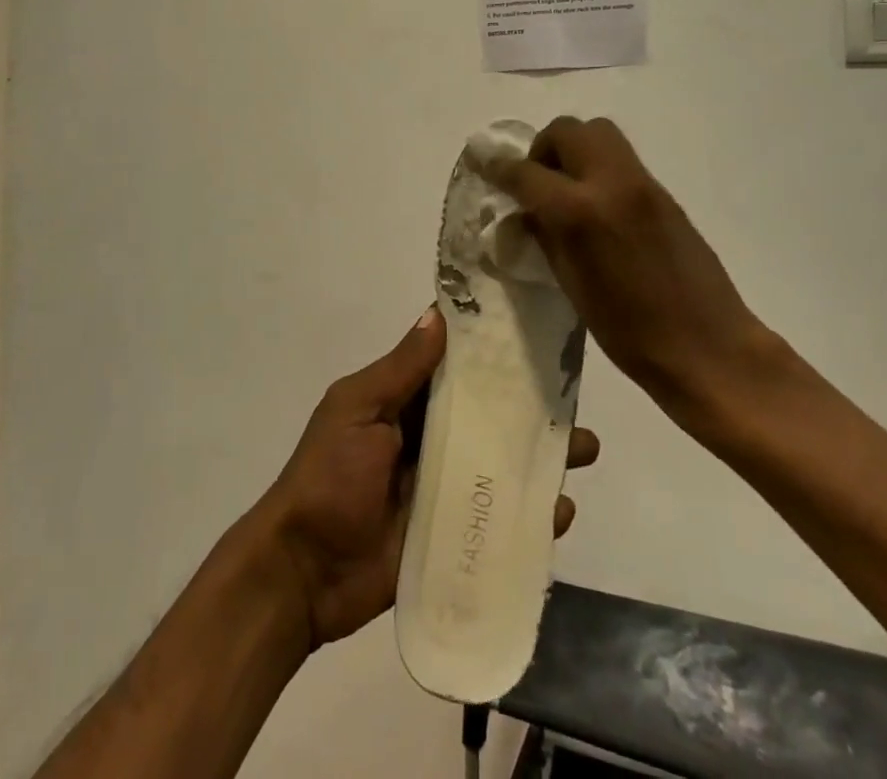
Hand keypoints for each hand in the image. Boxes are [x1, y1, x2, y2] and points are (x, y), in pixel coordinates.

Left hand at [258, 308, 600, 648]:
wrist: (303, 573)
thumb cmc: (328, 476)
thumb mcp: (357, 410)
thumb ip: (400, 369)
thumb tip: (438, 312)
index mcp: (404, 402)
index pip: (455, 367)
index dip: (490, 350)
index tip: (535, 330)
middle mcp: (429, 437)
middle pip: (487, 415)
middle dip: (530, 407)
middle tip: (574, 400)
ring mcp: (444, 487)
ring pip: (500, 463)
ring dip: (539, 457)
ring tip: (582, 452)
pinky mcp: (453, 534)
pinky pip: (498, 518)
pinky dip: (530, 514)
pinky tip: (560, 511)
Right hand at [485, 117, 780, 432]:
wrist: (709, 347)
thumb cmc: (630, 333)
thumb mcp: (572, 287)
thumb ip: (545, 237)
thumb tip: (525, 211)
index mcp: (580, 212)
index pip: (526, 172)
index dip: (499, 167)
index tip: (482, 162)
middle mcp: (610, 183)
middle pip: (567, 130)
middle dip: (543, 148)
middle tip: (536, 182)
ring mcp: (642, 183)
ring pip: (598, 132)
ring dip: (573, 148)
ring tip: (566, 189)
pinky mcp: (663, 192)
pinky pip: (620, 158)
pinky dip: (597, 166)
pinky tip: (596, 205)